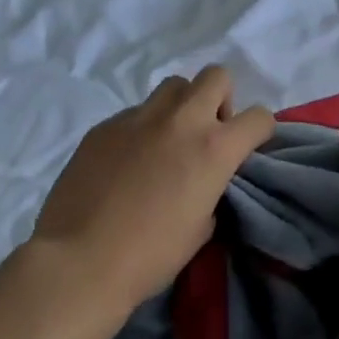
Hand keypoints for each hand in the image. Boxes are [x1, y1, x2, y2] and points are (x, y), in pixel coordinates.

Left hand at [29, 66, 274, 312]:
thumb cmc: (150, 255)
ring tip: (167, 140)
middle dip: (220, 99)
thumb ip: (211, 191)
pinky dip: (142, 129)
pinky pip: (135, 113)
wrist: (79, 262)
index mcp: (214, 148)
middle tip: (207, 132)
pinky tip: (126, 162)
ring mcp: (139, 118)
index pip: (259, 117)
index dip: (259, 132)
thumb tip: (202, 181)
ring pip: (173, 86)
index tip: (247, 148)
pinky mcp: (105, 126)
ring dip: (180, 106)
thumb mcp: (201, 228)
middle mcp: (182, 120)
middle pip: (216, 76)